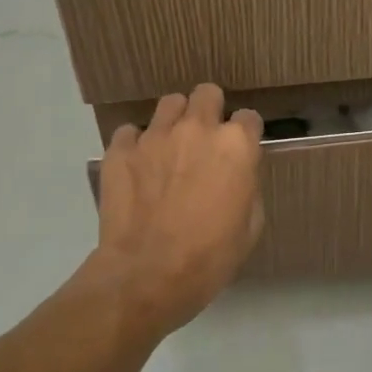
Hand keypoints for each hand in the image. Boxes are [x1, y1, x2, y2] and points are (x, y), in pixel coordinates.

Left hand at [91, 83, 264, 337]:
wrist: (146, 277)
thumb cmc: (209, 257)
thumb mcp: (250, 227)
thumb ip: (247, 187)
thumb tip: (237, 176)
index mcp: (235, 145)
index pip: (248, 117)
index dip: (245, 134)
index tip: (240, 152)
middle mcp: (197, 129)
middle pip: (207, 94)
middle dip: (210, 111)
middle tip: (204, 141)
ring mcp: (155, 135)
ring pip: (170, 104)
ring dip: (175, 121)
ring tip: (170, 148)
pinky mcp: (120, 150)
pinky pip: (130, 132)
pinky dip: (136, 145)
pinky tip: (138, 168)